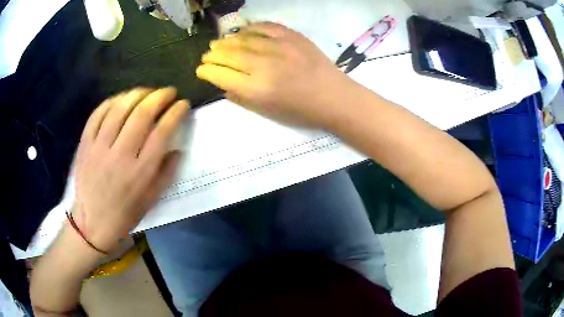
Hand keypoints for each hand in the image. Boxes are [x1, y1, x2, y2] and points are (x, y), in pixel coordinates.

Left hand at [73, 87, 189, 251]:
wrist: (93, 222)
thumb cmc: (125, 213)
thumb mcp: (152, 199)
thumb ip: (166, 172)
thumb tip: (177, 148)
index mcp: (141, 171)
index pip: (162, 132)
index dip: (175, 112)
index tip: (183, 104)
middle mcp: (121, 155)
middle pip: (142, 114)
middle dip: (159, 96)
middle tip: (168, 92)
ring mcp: (100, 147)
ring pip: (119, 108)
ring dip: (137, 93)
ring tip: (147, 91)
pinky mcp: (85, 144)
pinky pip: (98, 114)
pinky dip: (112, 101)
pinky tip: (121, 99)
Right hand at [196, 22, 356, 127]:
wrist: (334, 97)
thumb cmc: (301, 111)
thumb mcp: (268, 113)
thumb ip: (242, 98)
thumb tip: (223, 85)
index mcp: (257, 90)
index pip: (222, 75)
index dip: (208, 71)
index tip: (201, 69)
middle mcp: (264, 66)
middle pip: (230, 55)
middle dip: (214, 55)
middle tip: (207, 54)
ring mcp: (279, 47)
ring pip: (244, 40)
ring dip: (227, 41)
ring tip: (218, 43)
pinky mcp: (293, 36)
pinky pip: (265, 27)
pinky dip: (250, 28)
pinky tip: (242, 32)